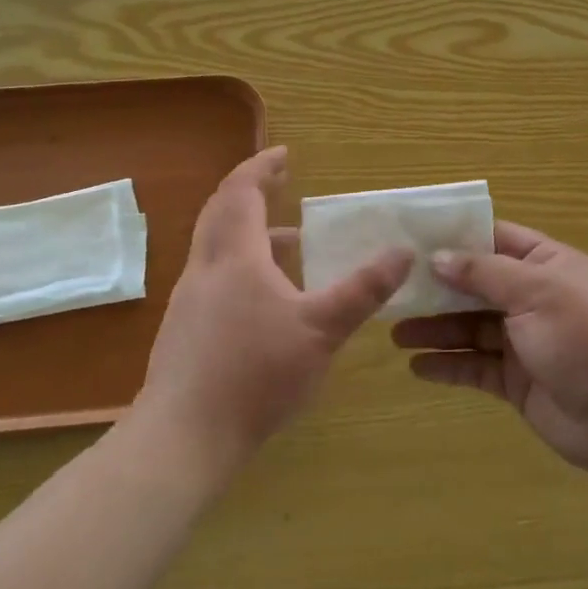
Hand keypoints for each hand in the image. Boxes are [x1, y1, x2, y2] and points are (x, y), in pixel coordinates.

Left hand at [137, 147, 411, 471]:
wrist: (185, 435)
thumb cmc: (256, 373)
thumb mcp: (322, 330)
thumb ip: (363, 290)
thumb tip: (403, 252)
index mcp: (236, 256)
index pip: (242, 191)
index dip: (262, 167)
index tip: (285, 154)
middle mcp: (206, 267)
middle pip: (220, 210)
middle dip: (250, 189)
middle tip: (280, 182)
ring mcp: (189, 298)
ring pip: (215, 245)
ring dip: (247, 230)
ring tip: (289, 242)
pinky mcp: (184, 328)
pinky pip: (213, 275)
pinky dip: (240, 264)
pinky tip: (265, 299)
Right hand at [394, 222, 587, 480]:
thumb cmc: (586, 336)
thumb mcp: (536, 290)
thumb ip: (484, 272)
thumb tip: (438, 256)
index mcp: (547, 265)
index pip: (495, 240)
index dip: (456, 238)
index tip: (412, 239)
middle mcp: (533, 298)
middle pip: (476, 286)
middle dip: (437, 288)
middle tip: (391, 290)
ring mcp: (525, 341)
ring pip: (470, 328)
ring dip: (435, 329)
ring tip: (394, 332)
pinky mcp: (517, 381)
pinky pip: (475, 367)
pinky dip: (448, 366)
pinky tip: (417, 367)